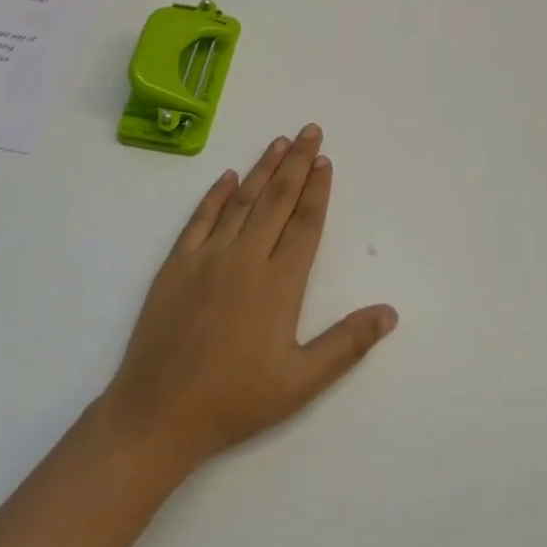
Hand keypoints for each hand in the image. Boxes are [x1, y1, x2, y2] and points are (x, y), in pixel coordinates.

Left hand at [100, 125, 397, 475]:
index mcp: (279, 283)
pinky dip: (215, 194)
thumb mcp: (301, 382)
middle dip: (296, 162)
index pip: (305, 222)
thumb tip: (390, 312)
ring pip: (242, 201)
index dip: (317, 189)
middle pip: (277, 199)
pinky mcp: (176, 265)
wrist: (157, 416)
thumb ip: (347, 343)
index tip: (325, 160)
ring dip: (263, 169)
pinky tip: (228, 176)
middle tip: (309, 130)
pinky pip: (200, 219)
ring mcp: (208, 258)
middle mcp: (246, 258)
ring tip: (279, 142)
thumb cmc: (235, 401)